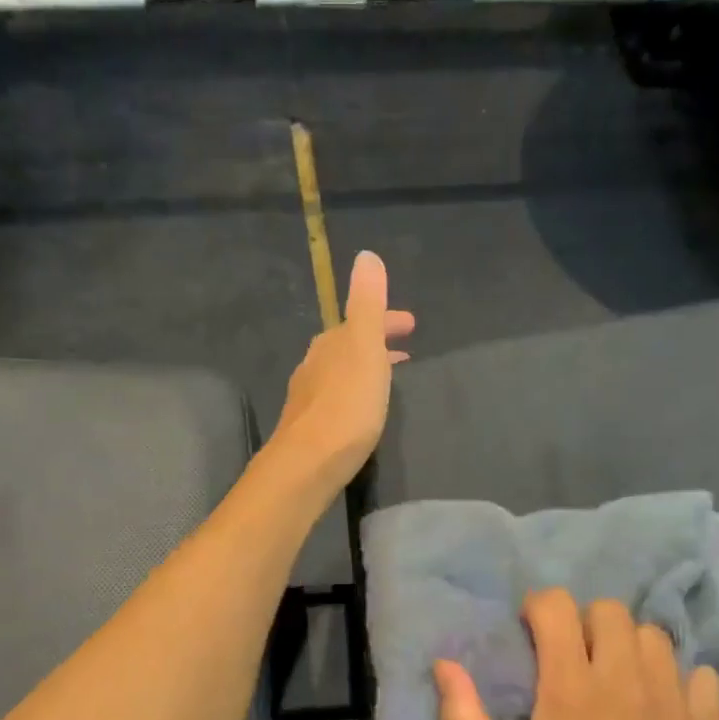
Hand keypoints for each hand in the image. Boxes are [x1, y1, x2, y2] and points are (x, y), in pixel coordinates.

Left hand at [273, 251, 414, 490]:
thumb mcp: (363, 347)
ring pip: (341, 372)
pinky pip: (336, 398)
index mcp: (331, 344)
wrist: (308, 463)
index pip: (360, 320)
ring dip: (365, 368)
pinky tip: (359, 411)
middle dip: (376, 342)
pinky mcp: (308, 427)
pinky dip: (354, 393)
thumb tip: (366, 256)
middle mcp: (314, 365)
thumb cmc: (346, 405)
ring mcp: (307, 397)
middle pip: (348, 345)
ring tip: (387, 378)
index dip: (386, 319)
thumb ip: (366, 303)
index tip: (411, 325)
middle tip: (404, 350)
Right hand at [434, 590, 718, 719]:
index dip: (538, 608)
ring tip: (615, 680)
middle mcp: (624, 681)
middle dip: (583, 622)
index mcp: (570, 688)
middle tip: (571, 658)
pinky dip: (680, 679)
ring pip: (655, 637)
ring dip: (629, 646)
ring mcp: (673, 703)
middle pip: (609, 611)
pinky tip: (662, 706)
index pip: (557, 607)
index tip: (530, 632)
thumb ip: (463, 717)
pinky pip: (702, 676)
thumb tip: (443, 663)